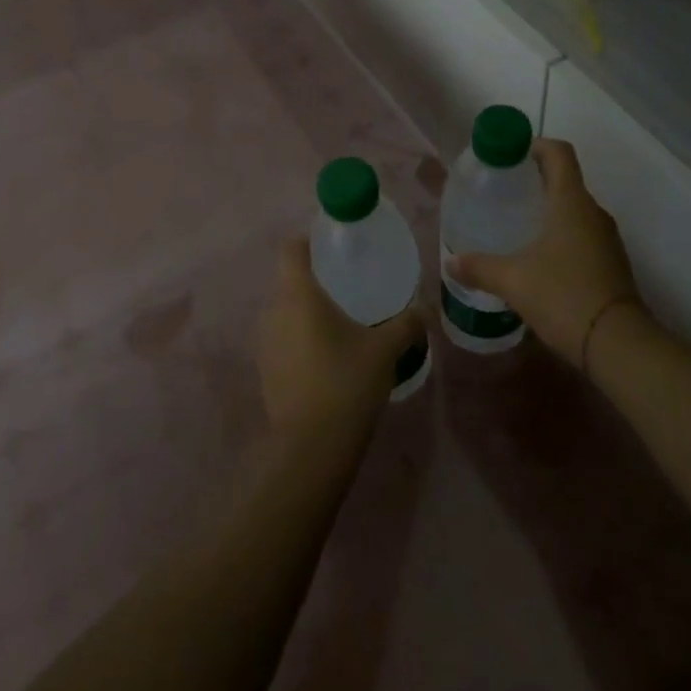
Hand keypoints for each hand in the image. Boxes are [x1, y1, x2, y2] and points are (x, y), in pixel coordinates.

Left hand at [258, 237, 426, 435]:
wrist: (313, 448)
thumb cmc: (347, 383)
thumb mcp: (385, 350)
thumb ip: (407, 323)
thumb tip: (425, 308)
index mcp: (298, 295)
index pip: (291, 250)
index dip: (307, 242)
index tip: (330, 247)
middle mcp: (273, 312)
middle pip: (289, 283)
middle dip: (315, 283)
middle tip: (348, 290)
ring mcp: (264, 343)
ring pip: (285, 314)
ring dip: (307, 315)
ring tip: (340, 326)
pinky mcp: (264, 371)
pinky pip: (282, 341)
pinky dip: (300, 341)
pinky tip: (326, 359)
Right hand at [446, 138, 638, 368]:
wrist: (618, 344)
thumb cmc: (564, 296)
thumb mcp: (513, 281)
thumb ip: (479, 267)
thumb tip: (451, 262)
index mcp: (571, 202)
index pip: (558, 153)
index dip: (534, 145)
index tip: (509, 155)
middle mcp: (593, 213)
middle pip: (565, 180)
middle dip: (533, 180)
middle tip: (501, 192)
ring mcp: (606, 239)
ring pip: (573, 210)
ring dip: (547, 210)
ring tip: (514, 225)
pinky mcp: (610, 263)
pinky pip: (581, 234)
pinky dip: (559, 235)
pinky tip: (536, 258)